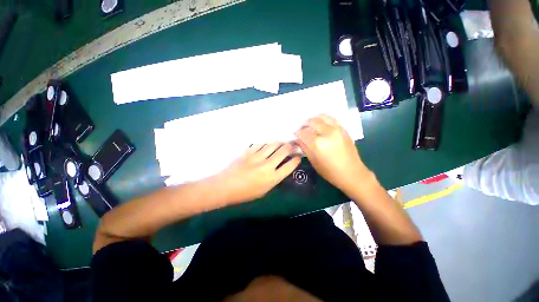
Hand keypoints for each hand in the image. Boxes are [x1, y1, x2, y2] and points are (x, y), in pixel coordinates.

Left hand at [212, 142, 300, 203]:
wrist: (226, 186)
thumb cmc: (245, 193)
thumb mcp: (264, 191)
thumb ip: (273, 180)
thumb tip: (279, 170)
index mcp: (272, 178)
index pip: (290, 165)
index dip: (297, 159)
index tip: (298, 156)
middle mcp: (267, 165)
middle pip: (284, 150)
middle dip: (291, 146)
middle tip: (294, 145)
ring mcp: (257, 156)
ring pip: (273, 144)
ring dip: (280, 143)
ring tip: (282, 143)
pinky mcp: (248, 151)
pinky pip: (260, 144)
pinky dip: (266, 144)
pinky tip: (267, 145)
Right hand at [294, 114, 369, 191]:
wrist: (352, 172)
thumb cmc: (331, 172)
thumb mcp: (314, 162)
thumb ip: (305, 148)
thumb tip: (299, 139)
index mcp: (318, 143)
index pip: (302, 132)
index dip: (297, 133)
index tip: (296, 136)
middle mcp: (327, 132)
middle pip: (311, 121)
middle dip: (305, 125)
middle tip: (304, 131)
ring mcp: (336, 128)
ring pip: (321, 116)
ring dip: (315, 120)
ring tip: (313, 126)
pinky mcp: (343, 128)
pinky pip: (331, 119)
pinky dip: (325, 120)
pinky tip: (323, 126)